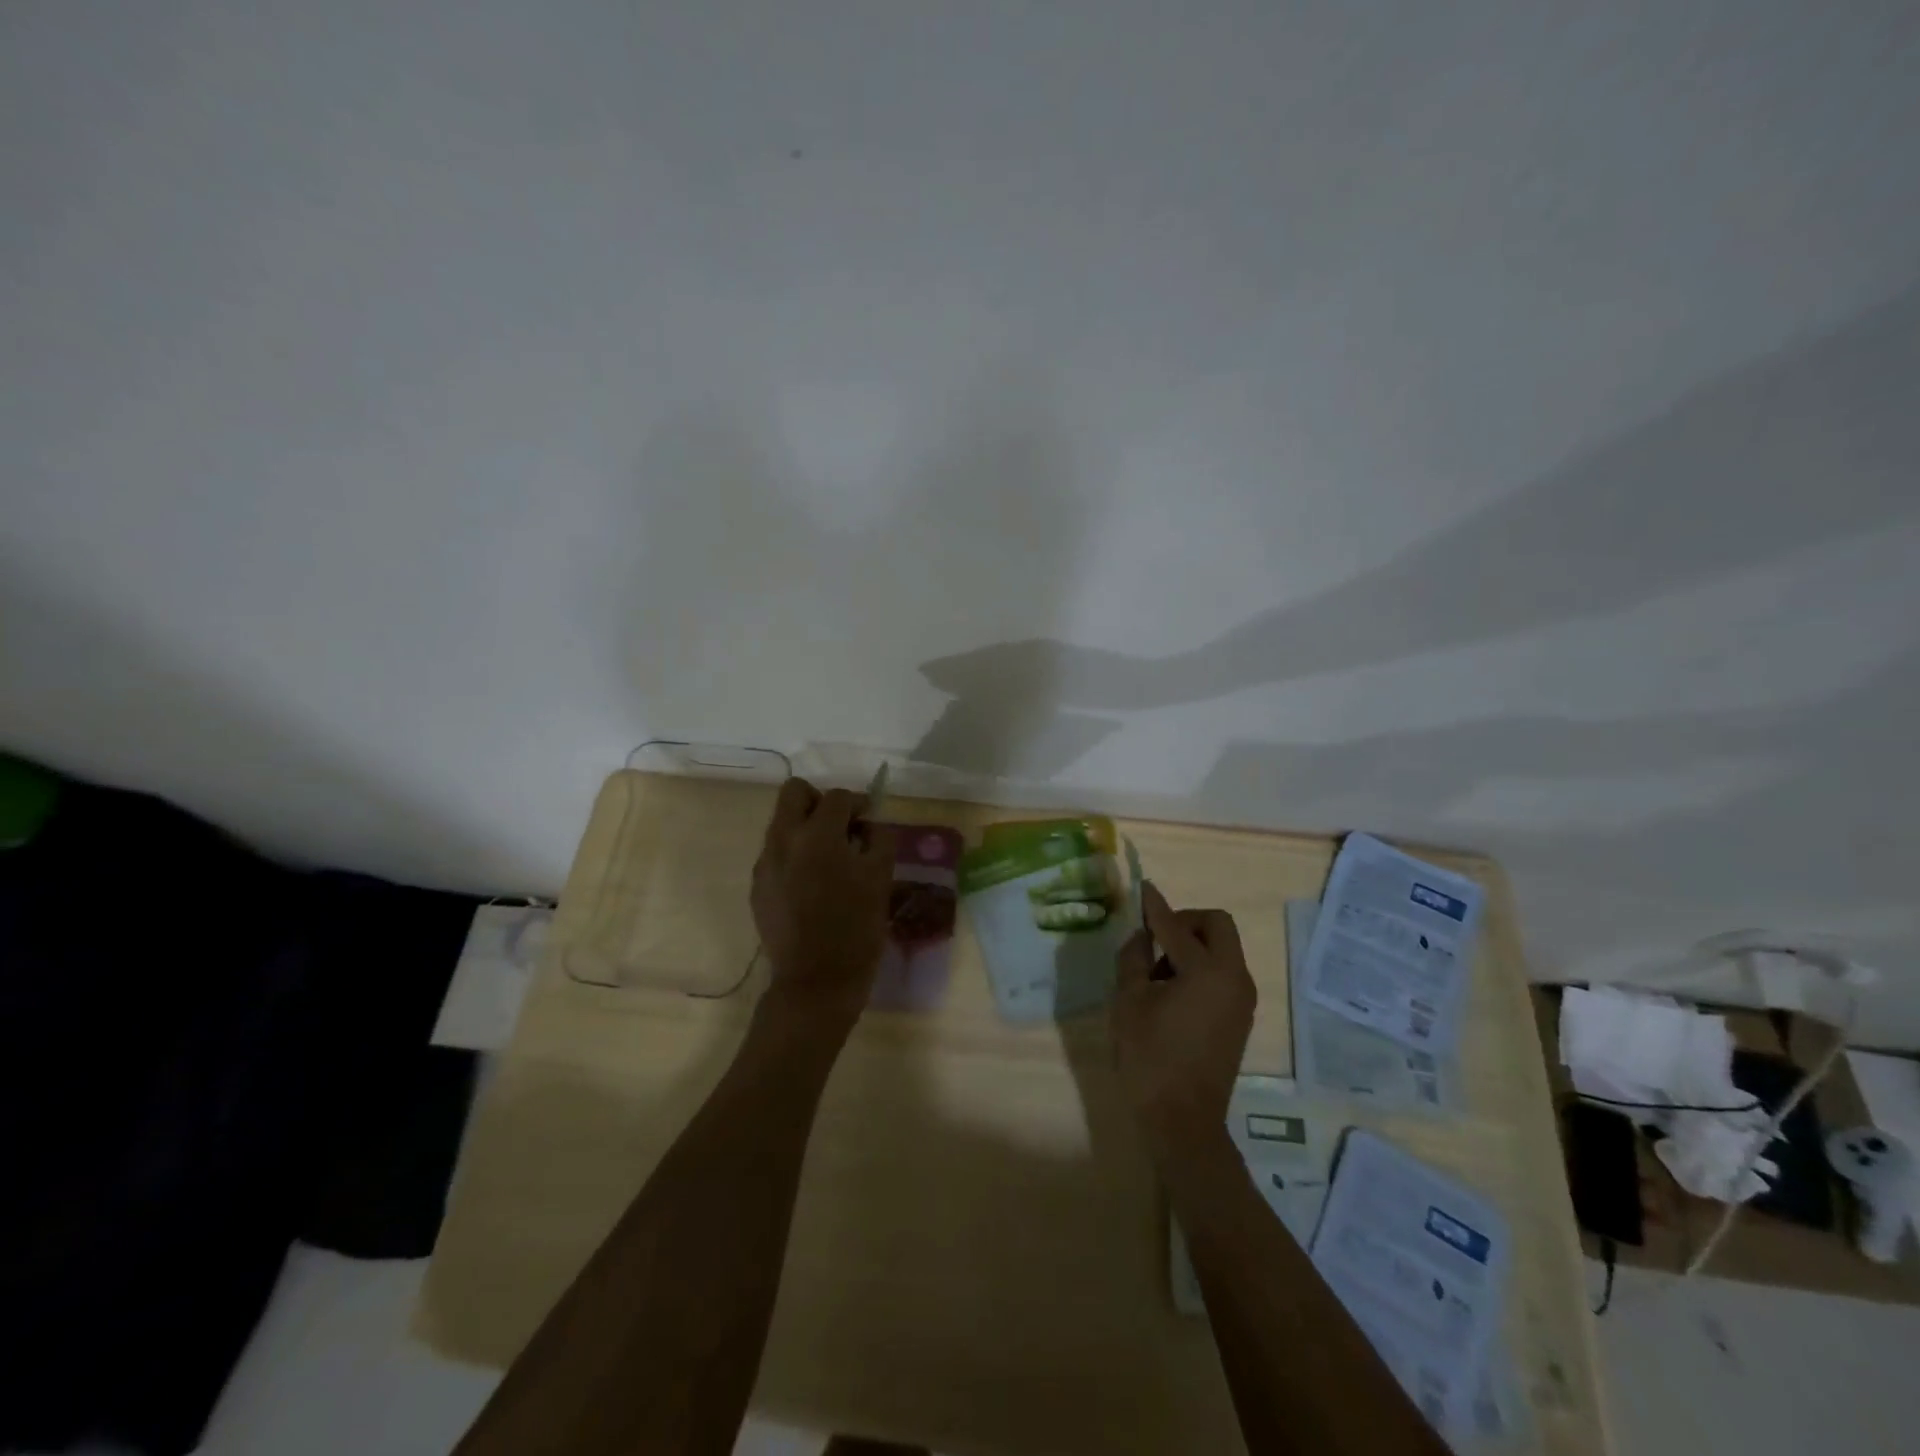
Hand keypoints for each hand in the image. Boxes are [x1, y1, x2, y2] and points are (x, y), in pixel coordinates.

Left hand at [750, 777, 894, 1035]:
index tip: (869, 821)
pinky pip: (775, 854)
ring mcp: (765, 864)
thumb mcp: (881, 880)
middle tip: (841, 827)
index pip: (838, 797)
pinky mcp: (758, 887)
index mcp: (818, 836)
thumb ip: (879, 840)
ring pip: (781, 822)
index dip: (858, 803)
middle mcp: (784, 840)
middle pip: (795, 792)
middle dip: (820, 801)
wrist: (815, 982)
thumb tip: (870, 825)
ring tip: (830, 859)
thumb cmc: (856, 929)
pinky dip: (794, 856)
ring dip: (806, 828)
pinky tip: (813, 885)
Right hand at [1111, 882, 1255, 1156]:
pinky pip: (1223, 973)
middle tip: (1155, 937)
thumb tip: (1141, 935)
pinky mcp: (1240, 1017)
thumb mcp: (1129, 1001)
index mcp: (1208, 971)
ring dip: (1193, 945)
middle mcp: (1234, 978)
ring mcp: (1242, 999)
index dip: (1155, 906)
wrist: (1183, 1122)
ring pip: (1223, 949)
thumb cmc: (1150, 1057)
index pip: (1176, 926)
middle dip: (1186, 921)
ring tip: (1156, 971)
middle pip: (1217, 926)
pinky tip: (1172, 991)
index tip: (1142, 888)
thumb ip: (1133, 958)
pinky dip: (1201, 967)